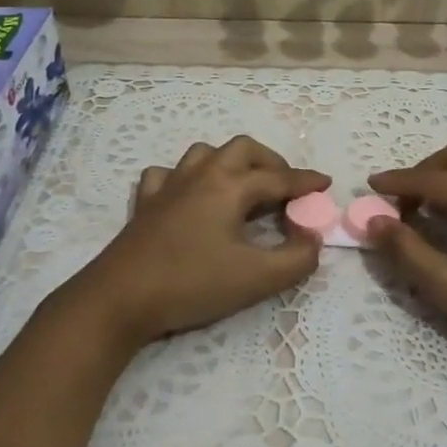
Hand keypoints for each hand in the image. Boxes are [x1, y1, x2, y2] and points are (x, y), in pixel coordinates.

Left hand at [81, 136, 328, 346]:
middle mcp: (201, 175)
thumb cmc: (191, 283)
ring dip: (229, 162)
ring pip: (204, 154)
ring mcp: (169, 185)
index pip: (278, 178)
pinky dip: (184, 178)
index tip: (326, 183)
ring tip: (241, 186)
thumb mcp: (256, 278)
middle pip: (242, 149)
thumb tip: (313, 240)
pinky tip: (187, 195)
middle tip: (285, 186)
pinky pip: (167, 175)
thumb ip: (296, 259)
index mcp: (230, 186)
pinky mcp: (145, 203)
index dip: (306, 181)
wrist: (120, 297)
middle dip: (270, 162)